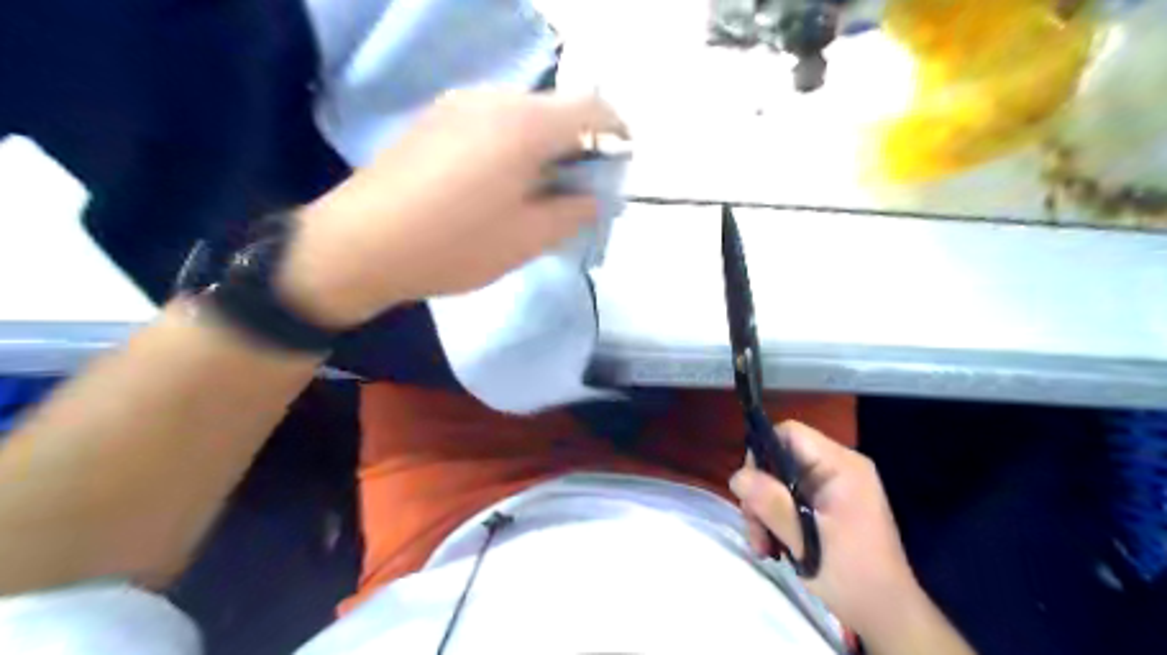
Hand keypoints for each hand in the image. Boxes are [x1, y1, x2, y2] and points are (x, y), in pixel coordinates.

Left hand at [275, 88, 629, 330]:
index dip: (617, 132)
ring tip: (538, 190)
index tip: (622, 162)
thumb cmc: (455, 245)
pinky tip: (500, 182)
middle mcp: (494, 98)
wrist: (361, 245)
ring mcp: (459, 103)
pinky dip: (514, 143)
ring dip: (545, 144)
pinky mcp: (435, 118)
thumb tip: (594, 195)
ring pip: (524, 114)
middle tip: (579, 188)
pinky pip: (493, 120)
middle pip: (557, 108)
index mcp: (525, 124)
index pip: (592, 109)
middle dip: (579, 144)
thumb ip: (574, 211)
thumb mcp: (528, 238)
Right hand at [733, 420, 925, 639]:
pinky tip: (774, 544)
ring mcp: (835, 486)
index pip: (790, 434)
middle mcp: (839, 467)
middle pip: (781, 458)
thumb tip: (737, 476)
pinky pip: (792, 496)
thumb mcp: (805, 540)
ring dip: (765, 510)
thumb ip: (771, 503)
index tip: (750, 489)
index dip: (763, 453)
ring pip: (781, 480)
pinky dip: (778, 517)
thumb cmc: (851, 575)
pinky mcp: (830, 503)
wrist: (887, 614)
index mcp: (841, 466)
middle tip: (754, 528)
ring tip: (763, 545)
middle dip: (761, 492)